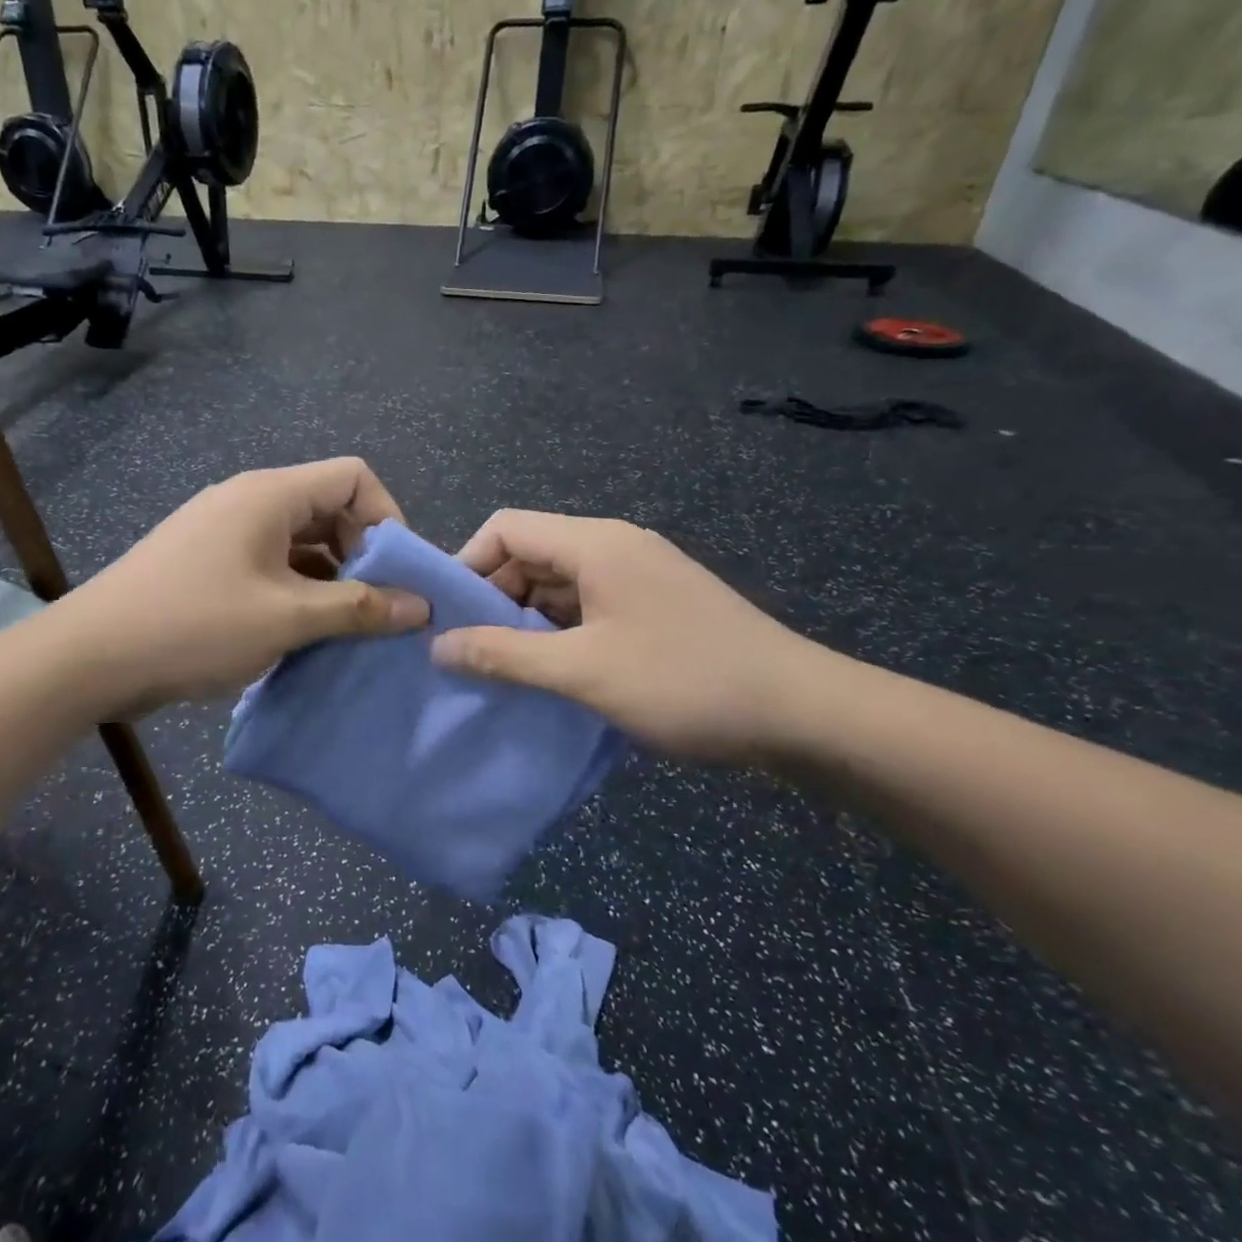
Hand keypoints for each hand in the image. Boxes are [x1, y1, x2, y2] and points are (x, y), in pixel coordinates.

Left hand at [49, 458, 428, 715]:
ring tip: (347, 626)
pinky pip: (271, 562)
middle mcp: (249, 499)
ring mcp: (224, 530)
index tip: (398, 573)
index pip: (353, 476)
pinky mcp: (208, 561)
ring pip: (300, 540)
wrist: (90, 657)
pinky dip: (298, 588)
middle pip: (329, 507)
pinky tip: (304, 631)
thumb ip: (359, 608)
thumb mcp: (287, 618)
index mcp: (270, 494)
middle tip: (378, 605)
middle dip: (363, 552)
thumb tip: (421, 606)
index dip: (388, 517)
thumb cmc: (195, 625)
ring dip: (331, 577)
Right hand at [430, 511, 835, 763]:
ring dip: (527, 621)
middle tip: (474, 653)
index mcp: (594, 543)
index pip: (505, 528)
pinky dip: (561, 632)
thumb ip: (504, 655)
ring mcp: (638, 575)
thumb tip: (437, 646)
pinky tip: (553, 673)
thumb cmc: (685, 681)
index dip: (467, 564)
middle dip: (494, 599)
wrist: (803, 713)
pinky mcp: (654, 605)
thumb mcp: (583, 672)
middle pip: (530, 554)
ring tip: (506, 670)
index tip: (448, 618)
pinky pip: (588, 605)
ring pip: (558, 584)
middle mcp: (613, 546)